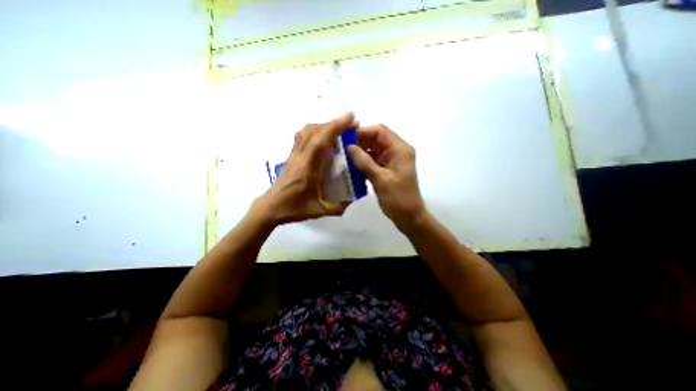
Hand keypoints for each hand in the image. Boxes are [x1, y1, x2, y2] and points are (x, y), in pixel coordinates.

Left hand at [253, 111, 355, 225]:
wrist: (270, 207)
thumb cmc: (294, 208)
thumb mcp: (320, 211)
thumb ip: (338, 206)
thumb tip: (352, 199)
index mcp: (308, 168)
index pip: (321, 141)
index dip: (336, 127)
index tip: (350, 118)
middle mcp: (300, 157)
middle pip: (314, 131)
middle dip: (334, 123)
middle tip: (350, 125)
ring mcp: (294, 155)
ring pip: (307, 131)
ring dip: (324, 126)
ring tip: (338, 130)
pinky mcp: (291, 156)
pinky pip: (303, 137)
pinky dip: (315, 131)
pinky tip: (323, 139)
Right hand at [347, 123, 426, 228]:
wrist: (409, 217)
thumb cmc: (399, 198)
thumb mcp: (381, 179)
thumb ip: (364, 162)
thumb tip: (349, 147)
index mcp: (400, 149)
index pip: (380, 131)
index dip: (363, 131)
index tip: (346, 138)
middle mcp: (396, 151)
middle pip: (376, 139)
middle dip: (359, 142)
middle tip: (341, 148)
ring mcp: (391, 161)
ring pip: (372, 150)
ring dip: (359, 152)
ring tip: (343, 156)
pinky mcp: (386, 170)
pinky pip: (372, 161)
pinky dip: (362, 162)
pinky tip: (351, 166)